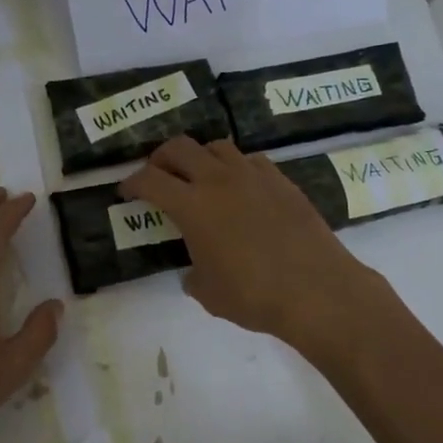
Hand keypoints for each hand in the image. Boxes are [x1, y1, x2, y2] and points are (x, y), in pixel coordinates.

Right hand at [120, 137, 390, 351]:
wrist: (316, 289)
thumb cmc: (254, 296)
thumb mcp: (209, 293)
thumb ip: (194, 275)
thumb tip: (195, 271)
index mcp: (193, 206)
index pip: (150, 180)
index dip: (132, 182)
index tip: (126, 191)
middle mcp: (220, 180)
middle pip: (180, 147)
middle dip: (160, 157)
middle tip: (157, 175)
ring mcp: (254, 176)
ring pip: (217, 147)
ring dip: (199, 157)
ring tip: (198, 177)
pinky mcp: (282, 181)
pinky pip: (250, 161)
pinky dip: (234, 167)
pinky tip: (239, 188)